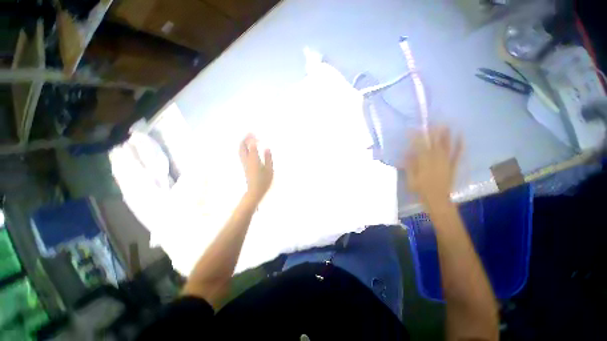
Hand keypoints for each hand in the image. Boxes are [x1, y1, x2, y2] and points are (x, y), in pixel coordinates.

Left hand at [239, 134, 273, 203]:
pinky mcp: (245, 166)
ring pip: (241, 150)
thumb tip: (267, 148)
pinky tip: (249, 148)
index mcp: (253, 160)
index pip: (250, 146)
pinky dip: (245, 148)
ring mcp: (244, 163)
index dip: (252, 139)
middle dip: (245, 139)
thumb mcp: (269, 169)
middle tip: (251, 134)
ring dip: (244, 143)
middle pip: (242, 147)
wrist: (255, 191)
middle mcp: (247, 160)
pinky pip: (242, 153)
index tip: (256, 134)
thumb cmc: (264, 181)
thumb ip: (268, 158)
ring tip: (250, 139)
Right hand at [401, 127, 461, 204]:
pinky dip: (459, 145)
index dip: (416, 137)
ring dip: (445, 135)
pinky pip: (457, 154)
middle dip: (432, 132)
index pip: (419, 147)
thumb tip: (407, 153)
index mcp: (424, 162)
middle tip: (432, 122)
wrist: (437, 199)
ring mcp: (446, 162)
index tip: (412, 130)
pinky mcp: (453, 165)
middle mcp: (436, 159)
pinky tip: (461, 136)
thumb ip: (409, 165)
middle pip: (434, 143)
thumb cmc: (420, 189)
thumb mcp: (411, 178)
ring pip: (446, 146)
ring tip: (446, 124)